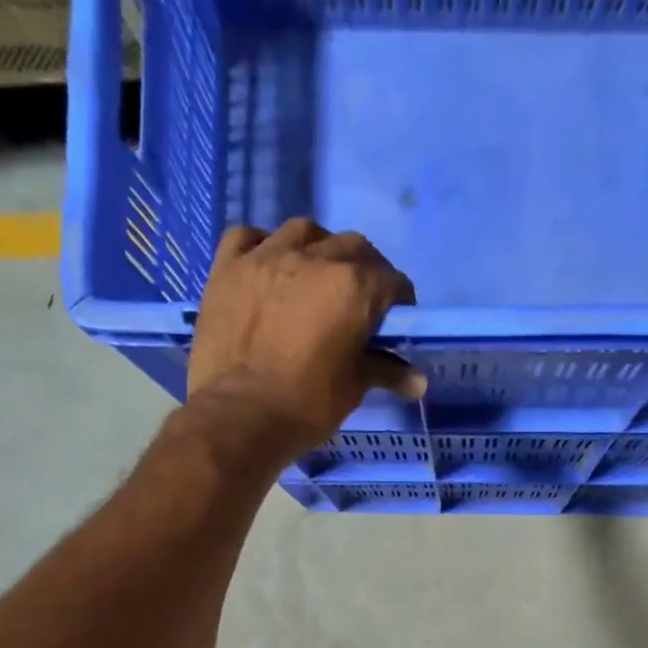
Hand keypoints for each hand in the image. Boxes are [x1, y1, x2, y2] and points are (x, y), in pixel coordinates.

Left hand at [186, 217, 420, 456]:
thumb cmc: (307, 406)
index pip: (392, 280)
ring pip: (304, 231)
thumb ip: (386, 371)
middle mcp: (314, 259)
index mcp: (353, 288)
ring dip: (319, 247)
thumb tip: (419, 381)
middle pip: (352, 247)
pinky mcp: (228, 267)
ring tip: (316, 273)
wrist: (240, 417)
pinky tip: (269, 265)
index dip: (399, 300)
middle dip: (365, 268)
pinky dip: (265, 245)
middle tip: (360, 299)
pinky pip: (250, 237)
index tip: (395, 319)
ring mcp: (266, 257)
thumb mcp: (354, 388)